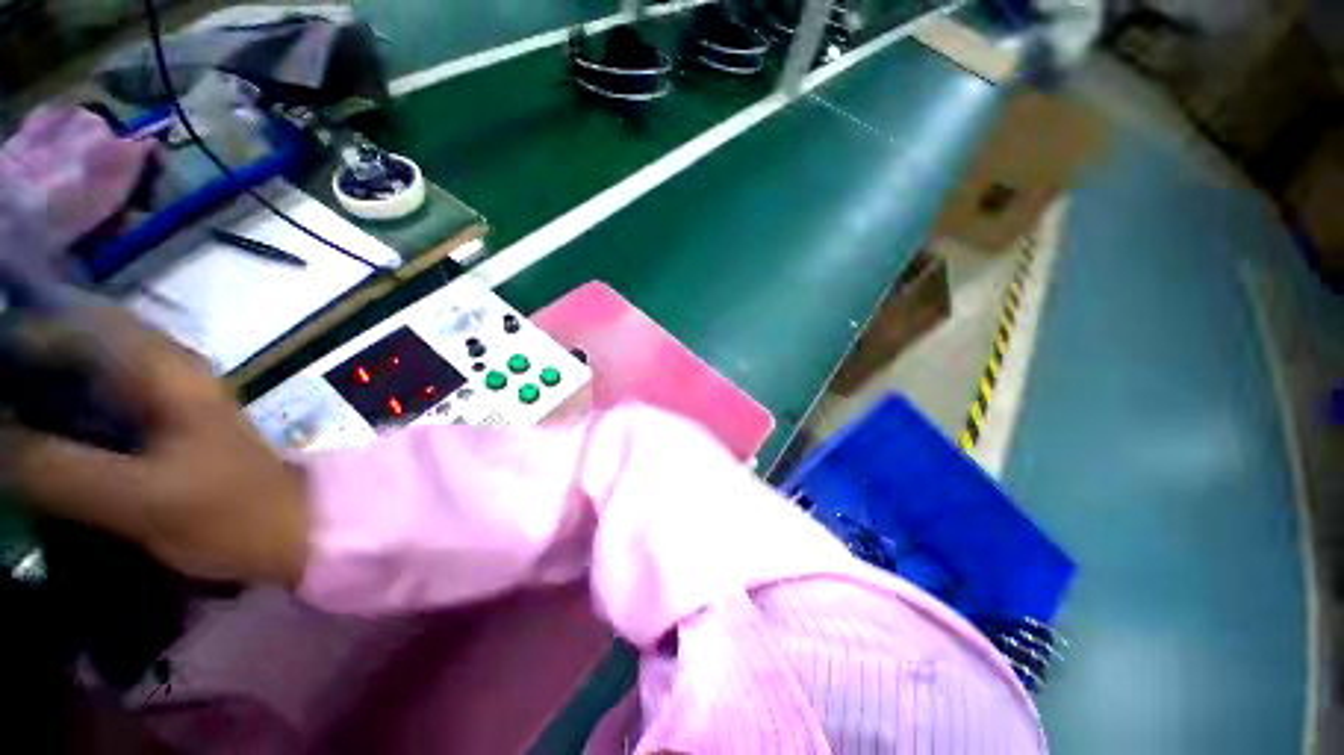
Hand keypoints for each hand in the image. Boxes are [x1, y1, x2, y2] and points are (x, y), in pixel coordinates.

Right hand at [1, 310, 307, 586]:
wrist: (291, 530)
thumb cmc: (230, 514)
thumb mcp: (140, 497)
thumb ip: (57, 470)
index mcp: (167, 369)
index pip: (75, 324)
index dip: (18, 335)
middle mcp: (166, 370)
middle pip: (76, 345)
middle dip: (21, 363)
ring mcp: (165, 399)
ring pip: (84, 375)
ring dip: (37, 389)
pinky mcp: (161, 430)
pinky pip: (97, 407)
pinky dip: (59, 415)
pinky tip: (30, 439)